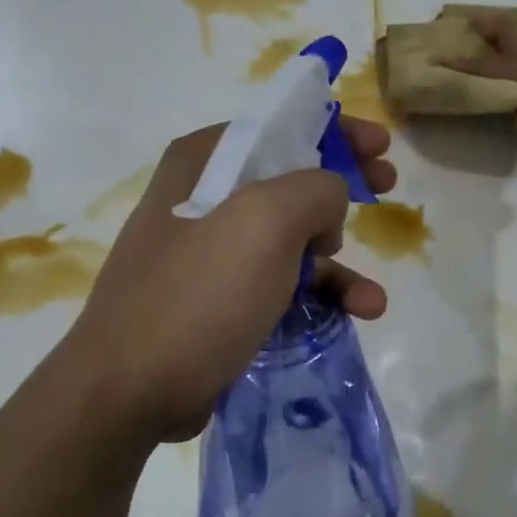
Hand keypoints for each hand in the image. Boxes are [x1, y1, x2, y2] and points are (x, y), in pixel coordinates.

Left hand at [60, 118, 395, 447]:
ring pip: (290, 240)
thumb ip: (315, 190)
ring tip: (369, 297)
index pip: (278, 126)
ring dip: (337, 262)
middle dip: (342, 190)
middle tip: (386, 188)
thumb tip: (329, 201)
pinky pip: (279, 284)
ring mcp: (210, 253)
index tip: (379, 146)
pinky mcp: (218, 300)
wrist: (130, 389)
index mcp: (204, 162)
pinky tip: (353, 316)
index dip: (334, 131)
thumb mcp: (266, 222)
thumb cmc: (199, 293)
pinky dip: (318, 297)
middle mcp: (203, 198)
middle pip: (290, 180)